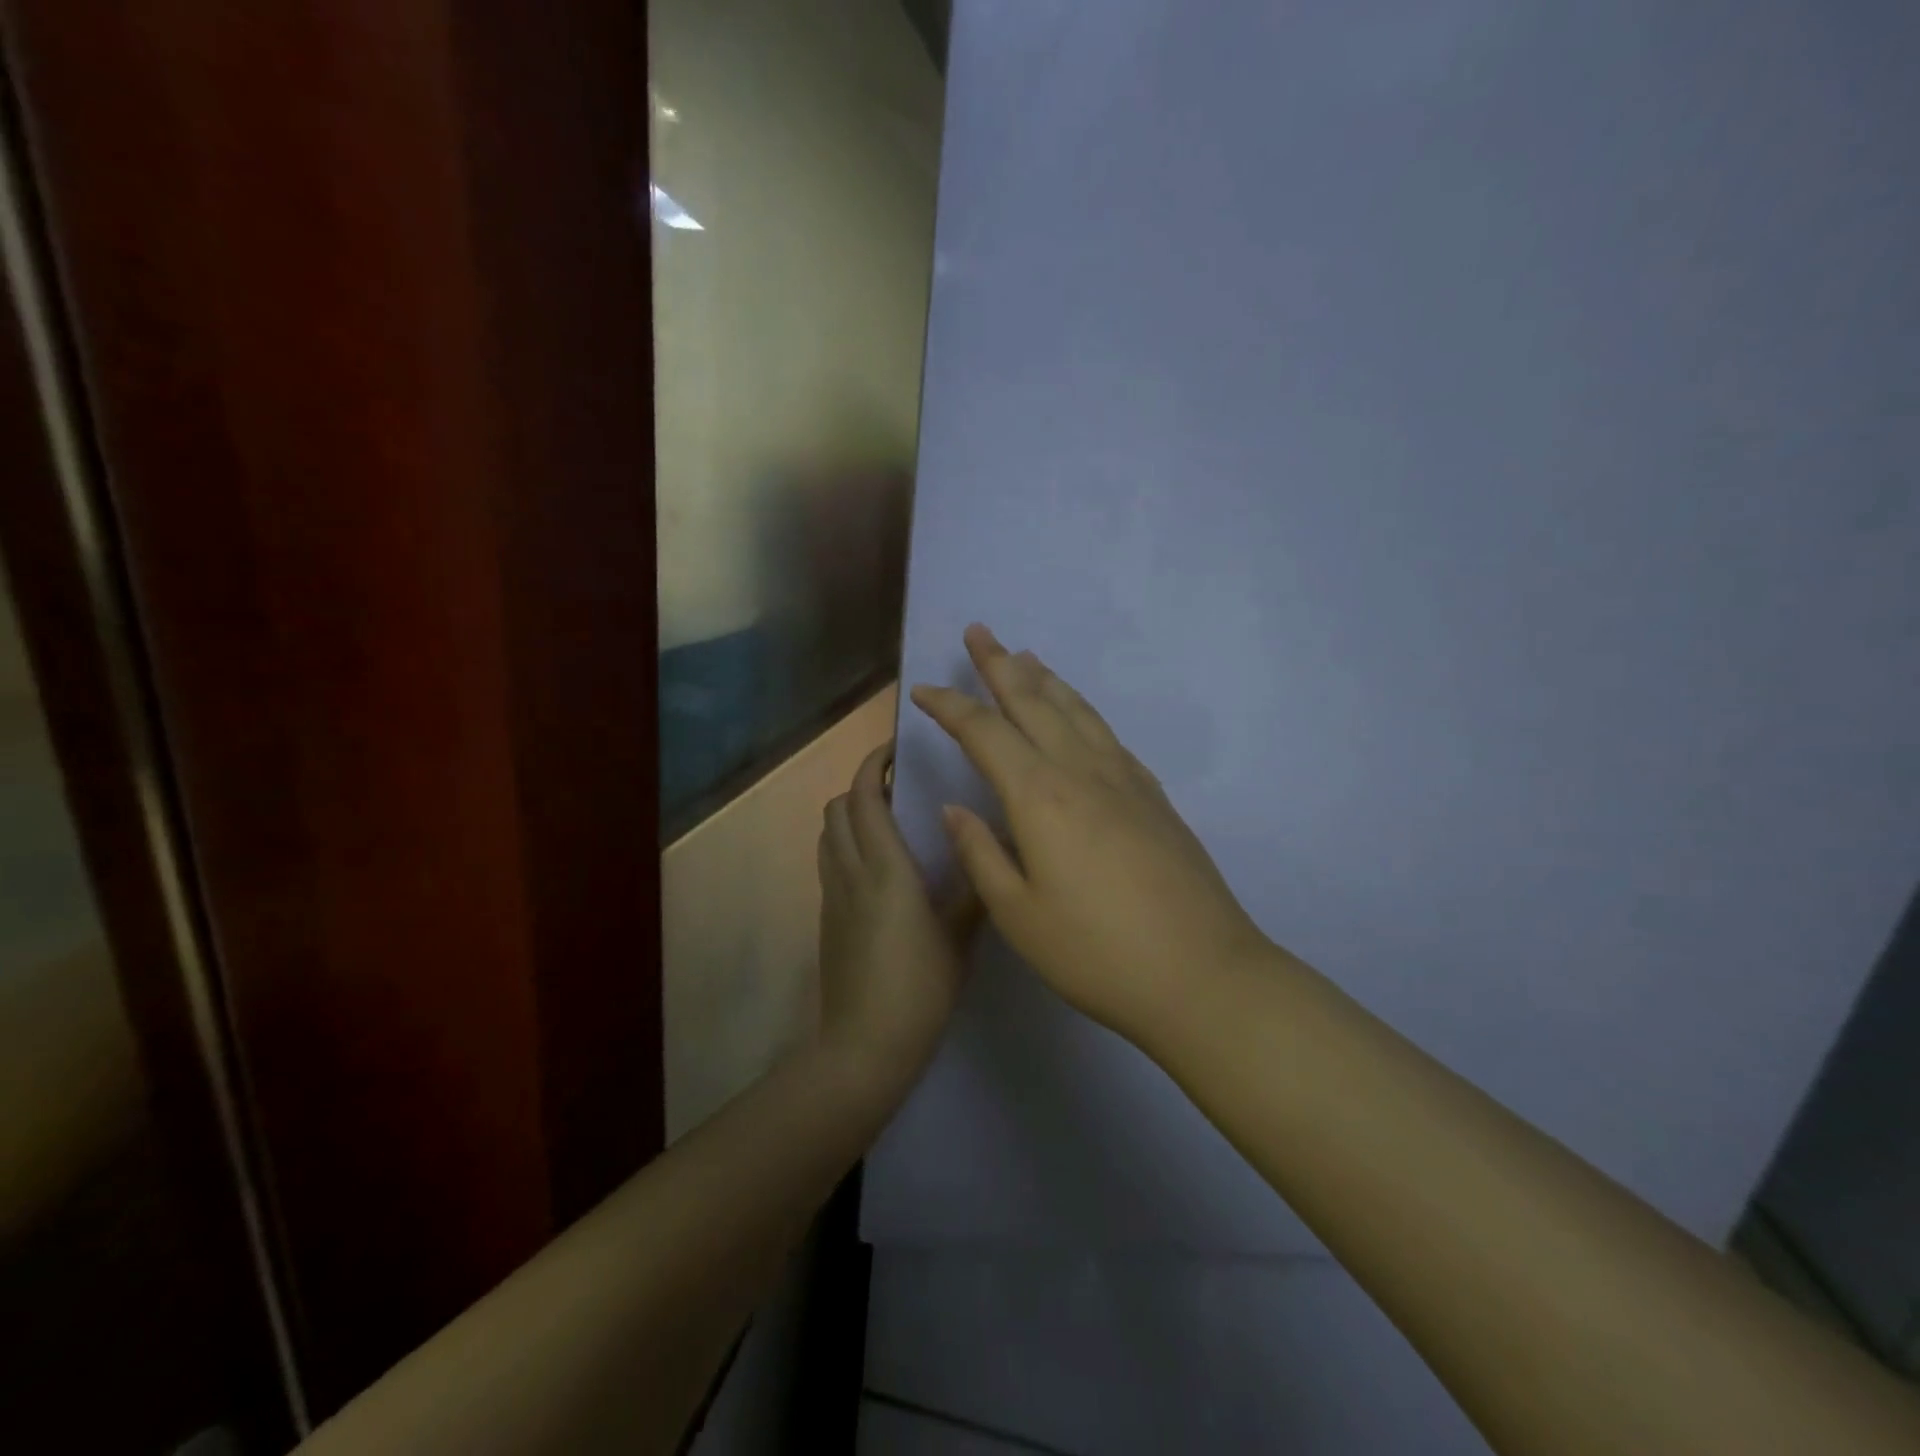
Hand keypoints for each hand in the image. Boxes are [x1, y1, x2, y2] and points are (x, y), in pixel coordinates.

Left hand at [817, 741, 978, 1099]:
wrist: (865, 1045)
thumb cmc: (920, 987)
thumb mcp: (961, 936)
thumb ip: (976, 885)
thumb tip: (991, 844)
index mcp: (885, 868)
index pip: (865, 796)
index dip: (873, 763)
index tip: (896, 749)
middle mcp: (850, 871)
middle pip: (838, 807)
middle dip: (862, 785)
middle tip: (900, 787)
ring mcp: (832, 895)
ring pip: (829, 833)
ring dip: (851, 814)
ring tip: (889, 821)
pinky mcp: (826, 918)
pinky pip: (829, 862)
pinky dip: (846, 844)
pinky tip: (879, 867)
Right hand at [911, 625, 1273, 1041]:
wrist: (1203, 975)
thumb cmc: (1097, 953)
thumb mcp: (1019, 915)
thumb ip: (981, 854)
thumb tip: (956, 808)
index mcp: (1040, 797)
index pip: (985, 732)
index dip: (951, 706)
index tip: (923, 690)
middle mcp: (1082, 771)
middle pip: (1035, 701)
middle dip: (1000, 664)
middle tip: (979, 631)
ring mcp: (1125, 779)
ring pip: (1076, 710)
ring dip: (1045, 679)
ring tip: (1025, 655)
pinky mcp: (1153, 796)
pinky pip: (1107, 734)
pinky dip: (1082, 710)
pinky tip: (1078, 716)